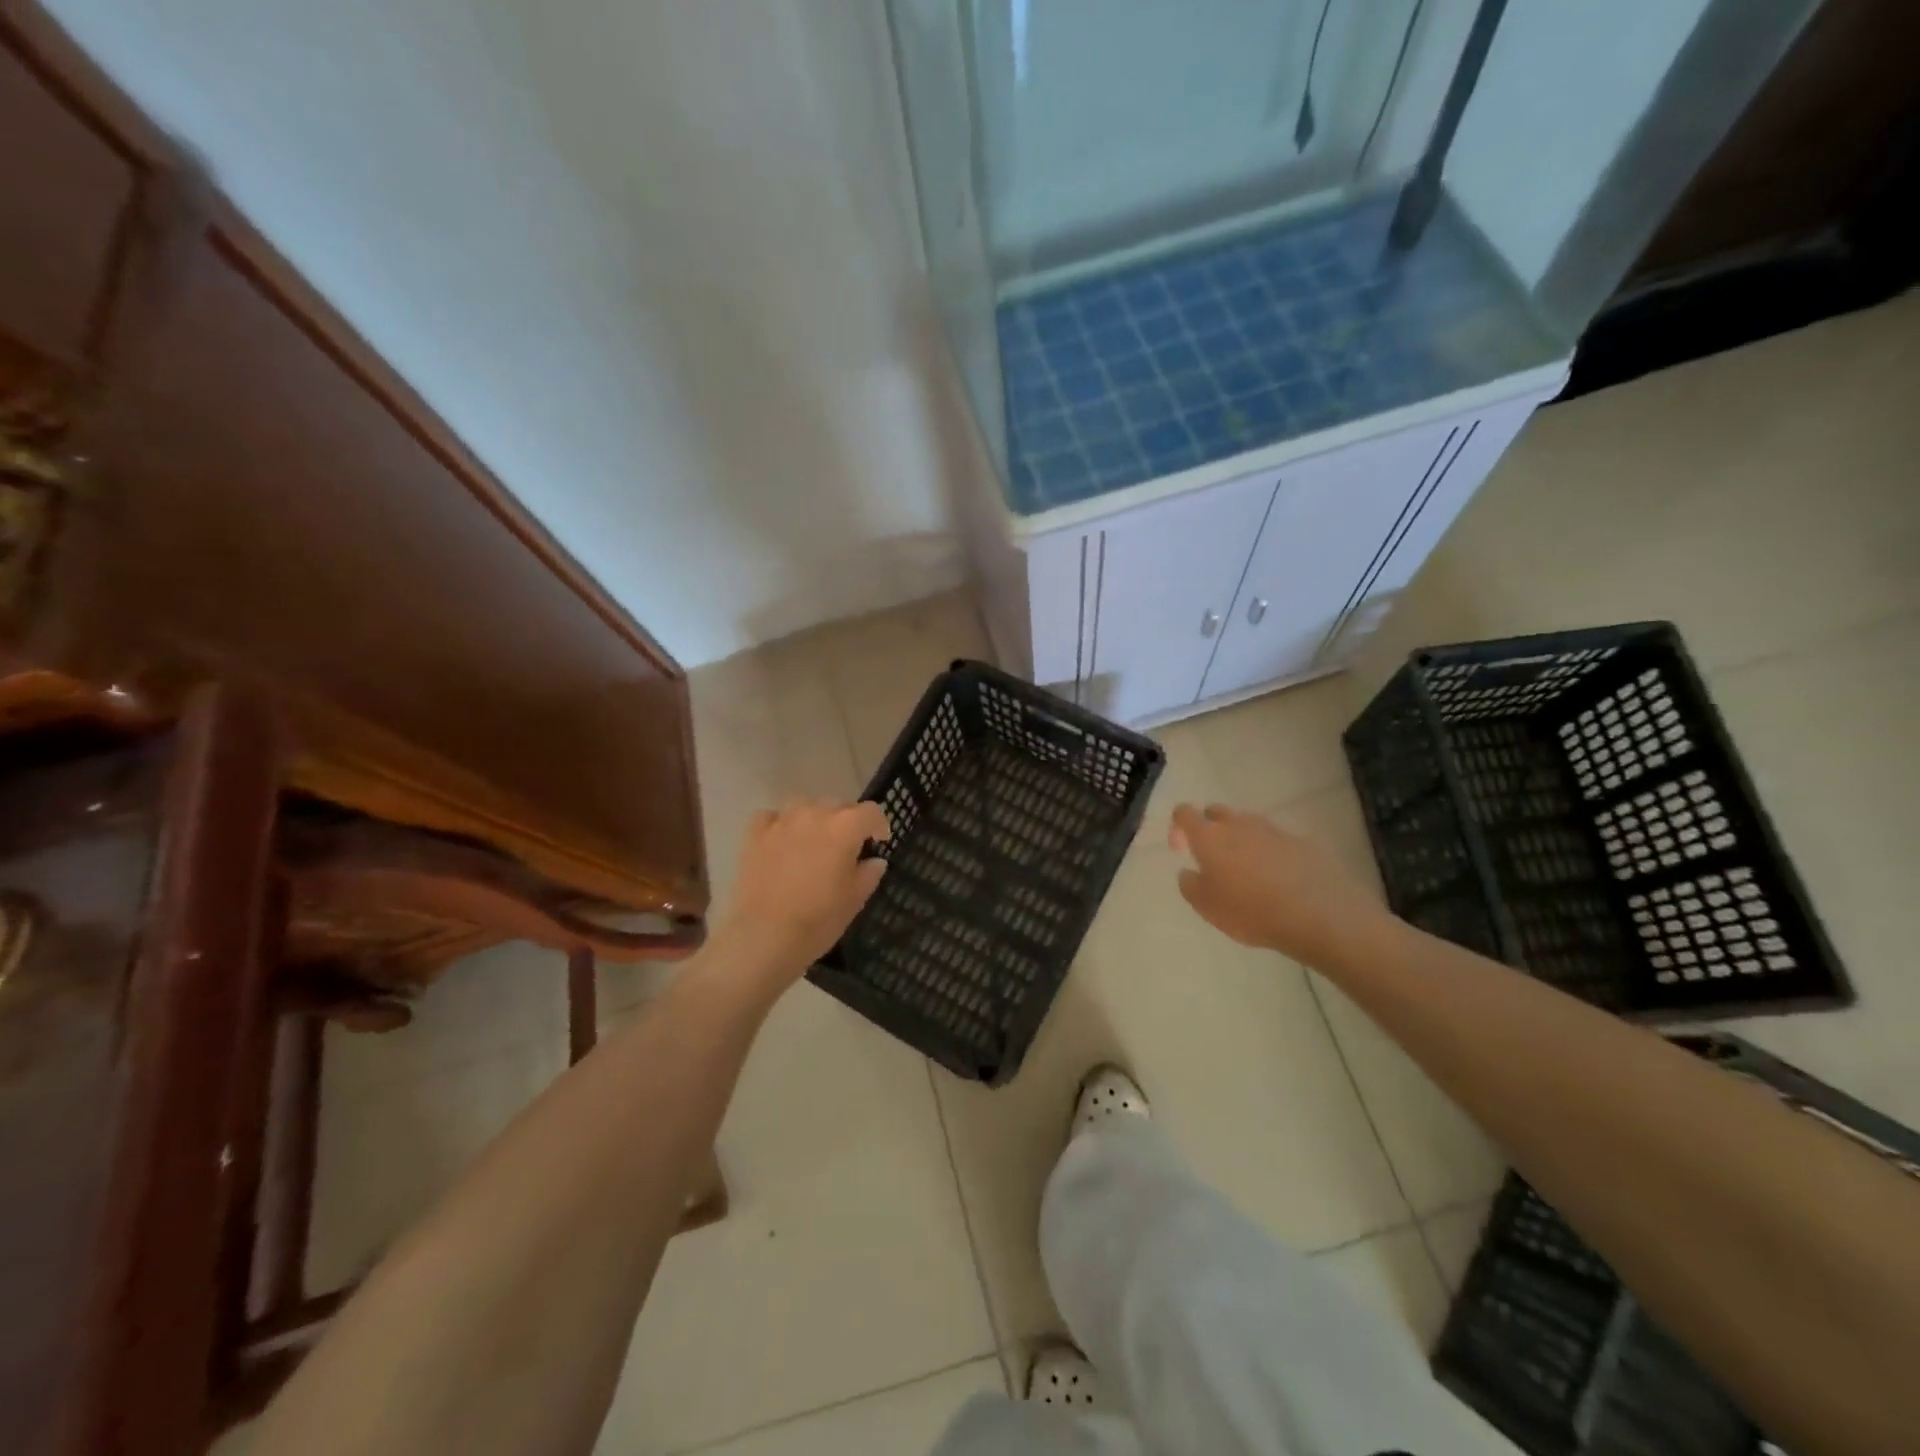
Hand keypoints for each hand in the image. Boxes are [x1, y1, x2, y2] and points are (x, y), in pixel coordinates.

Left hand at [717, 799, 890, 985]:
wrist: (764, 936)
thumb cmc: (818, 920)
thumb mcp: (855, 900)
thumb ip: (869, 873)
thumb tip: (874, 860)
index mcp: (845, 827)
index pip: (871, 811)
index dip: (879, 825)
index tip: (879, 842)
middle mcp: (815, 814)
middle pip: (838, 805)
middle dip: (847, 822)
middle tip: (846, 848)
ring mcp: (782, 821)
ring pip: (805, 806)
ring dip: (815, 819)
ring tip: (814, 842)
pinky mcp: (755, 833)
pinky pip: (773, 817)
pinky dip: (782, 825)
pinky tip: (782, 842)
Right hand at [1169, 803, 1385, 966]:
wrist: (1319, 914)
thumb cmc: (1252, 911)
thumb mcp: (1207, 908)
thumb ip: (1190, 886)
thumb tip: (1188, 872)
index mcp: (1209, 837)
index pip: (1184, 813)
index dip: (1178, 826)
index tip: (1181, 849)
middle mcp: (1238, 824)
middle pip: (1216, 812)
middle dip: (1209, 828)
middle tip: (1213, 858)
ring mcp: (1272, 830)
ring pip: (1247, 824)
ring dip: (1240, 839)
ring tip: (1246, 871)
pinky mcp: (1301, 841)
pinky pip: (1276, 840)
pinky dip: (1269, 852)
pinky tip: (1277, 878)